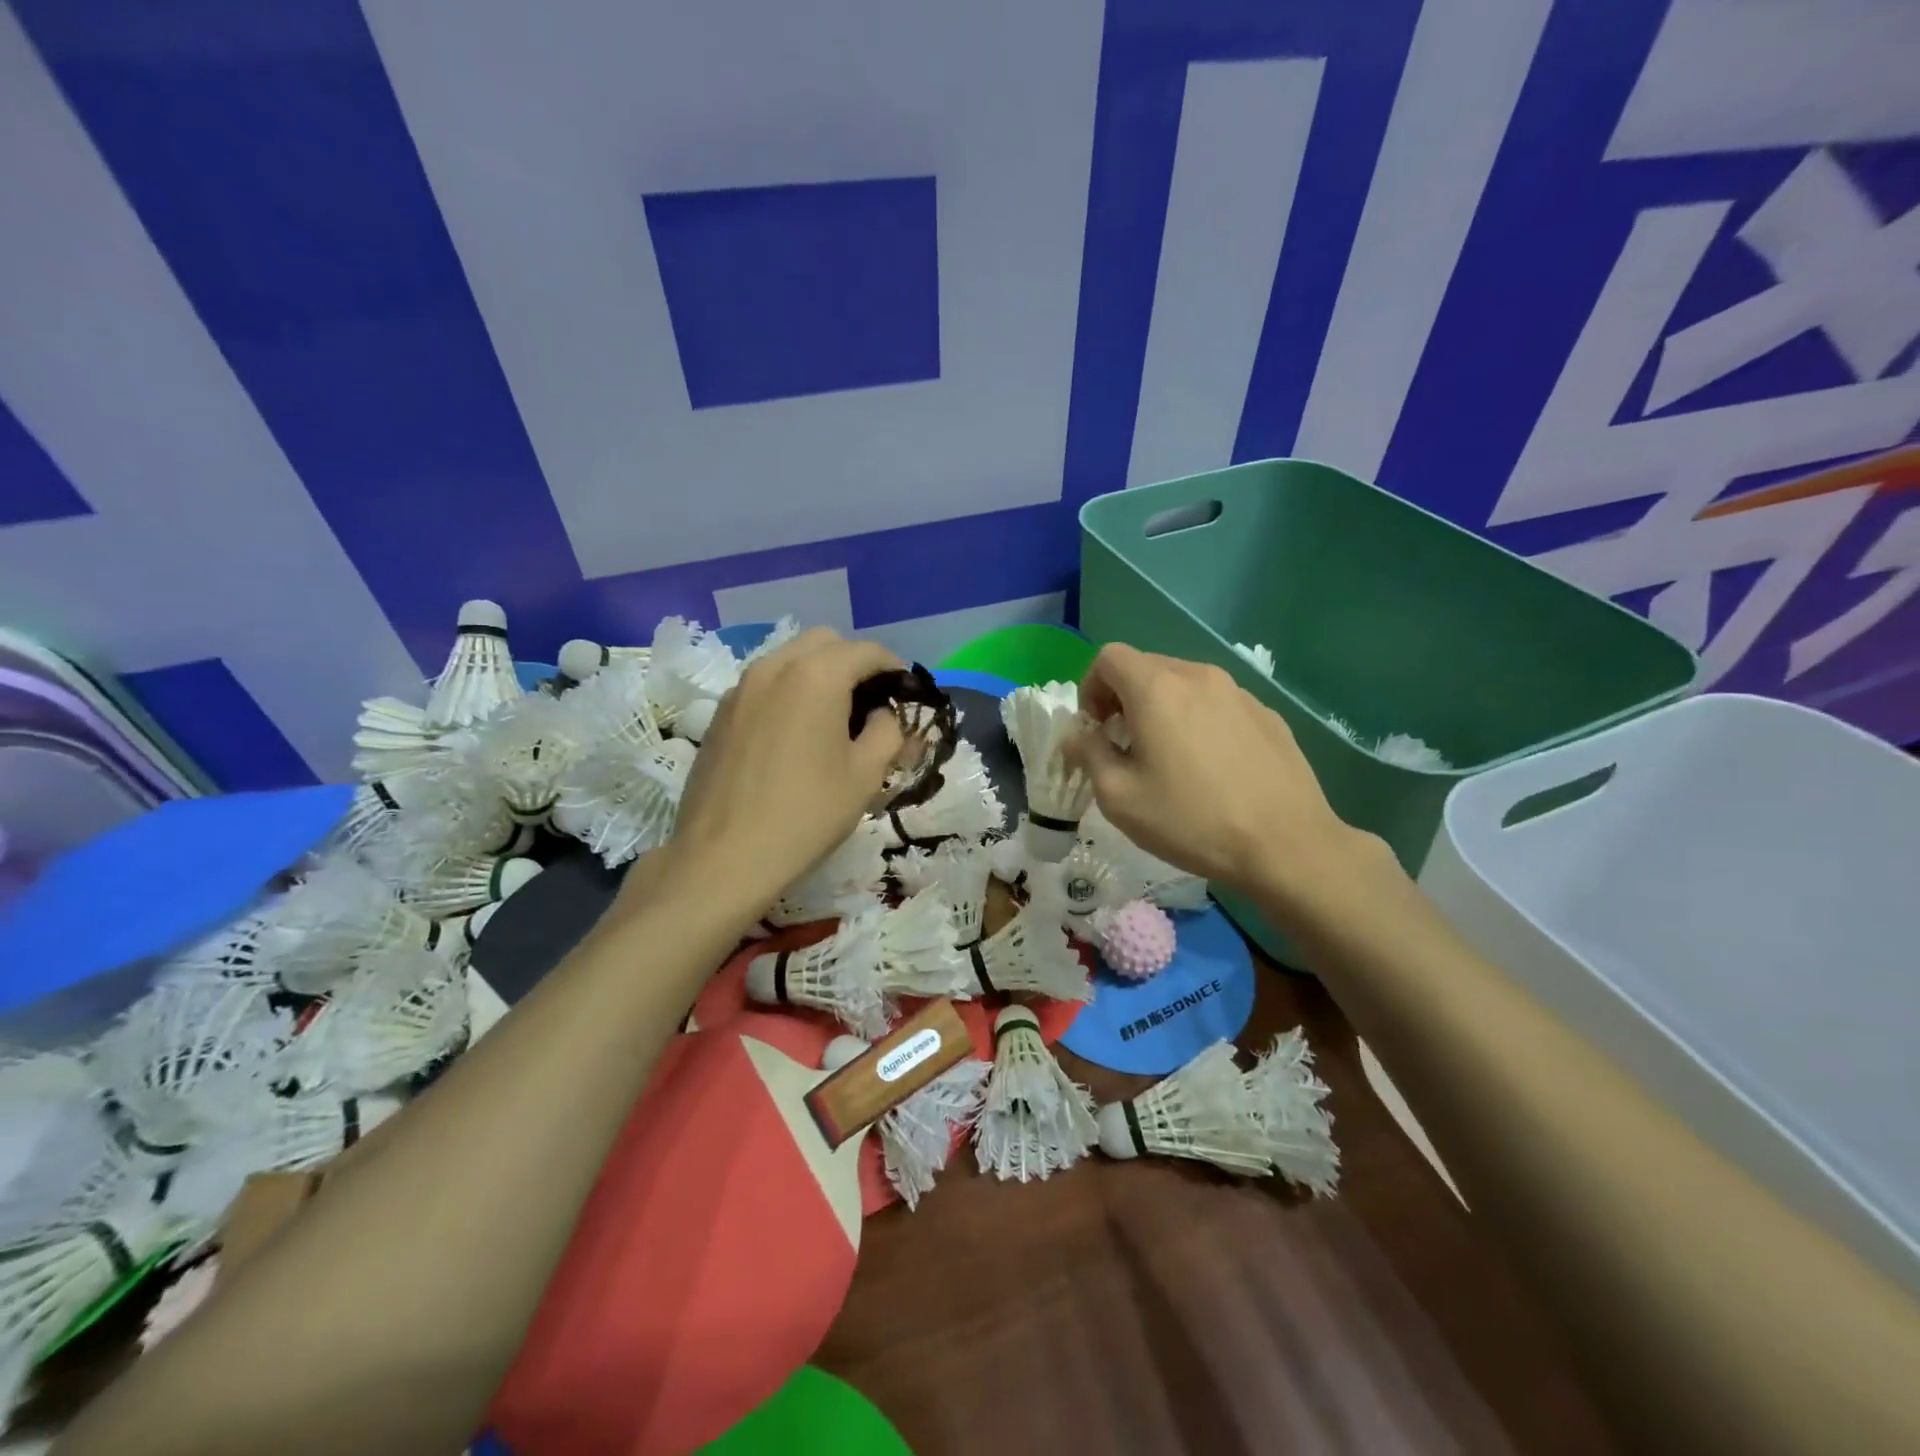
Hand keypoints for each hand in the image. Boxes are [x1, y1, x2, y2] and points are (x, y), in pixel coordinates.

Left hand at [652, 629, 905, 914]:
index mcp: (816, 676)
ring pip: (789, 658)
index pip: (867, 651)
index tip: (906, 694)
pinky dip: (789, 691)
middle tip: (871, 703)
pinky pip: (764, 684)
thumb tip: (885, 715)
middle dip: (854, 662)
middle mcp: (774, 667)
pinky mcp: (721, 713)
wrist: (723, 857)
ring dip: (819, 673)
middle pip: (824, 642)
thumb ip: (888, 731)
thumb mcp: (866, 775)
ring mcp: (741, 688)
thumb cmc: (806, 815)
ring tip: (834, 717)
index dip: (895, 668)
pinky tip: (795, 734)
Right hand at [1065, 644, 1366, 904]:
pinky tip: (1211, 767)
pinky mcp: (1266, 714)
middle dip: (1123, 698)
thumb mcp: (1119, 797)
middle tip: (1125, 745)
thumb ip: (1088, 754)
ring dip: (1162, 708)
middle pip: (1146, 666)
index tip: (1096, 729)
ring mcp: (1238, 692)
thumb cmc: (1191, 820)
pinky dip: (1199, 720)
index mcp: (1157, 689)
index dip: (1090, 687)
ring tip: (1169, 757)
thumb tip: (1078, 736)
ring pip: (1184, 684)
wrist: (1286, 844)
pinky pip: (1217, 703)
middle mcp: (1198, 676)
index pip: (1108, 657)